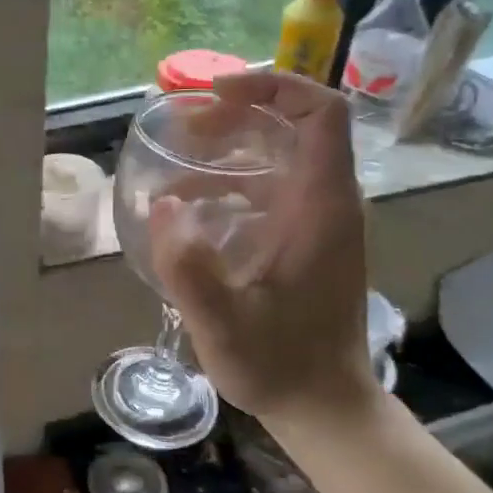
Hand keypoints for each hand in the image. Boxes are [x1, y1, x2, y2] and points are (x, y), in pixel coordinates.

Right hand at [150, 70, 378, 419]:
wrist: (323, 406)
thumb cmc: (278, 364)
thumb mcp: (223, 325)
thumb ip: (190, 269)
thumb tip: (164, 206)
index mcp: (321, 206)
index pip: (320, 112)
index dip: (273, 86)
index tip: (217, 95)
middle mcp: (328, 202)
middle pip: (295, 124)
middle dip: (238, 114)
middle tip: (185, 132)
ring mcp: (319, 221)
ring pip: (281, 155)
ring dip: (231, 147)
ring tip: (178, 164)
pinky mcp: (305, 239)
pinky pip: (272, 186)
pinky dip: (231, 181)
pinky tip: (192, 209)